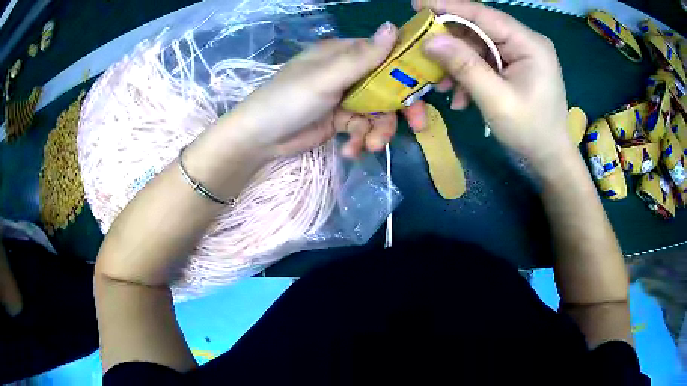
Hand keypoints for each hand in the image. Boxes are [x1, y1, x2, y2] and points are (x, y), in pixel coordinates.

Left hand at [224, 22, 415, 158]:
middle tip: (418, 125)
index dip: (408, 72)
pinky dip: (361, 140)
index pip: (385, 56)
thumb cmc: (289, 99)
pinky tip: (351, 151)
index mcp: (344, 54)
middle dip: (399, 108)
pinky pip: (362, 128)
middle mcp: (348, 72)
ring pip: (378, 111)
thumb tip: (393, 26)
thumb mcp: (327, 77)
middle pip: (387, 86)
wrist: (260, 138)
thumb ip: (362, 56)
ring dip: (378, 131)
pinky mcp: (340, 120)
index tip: (426, 90)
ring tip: (370, 146)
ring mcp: (345, 97)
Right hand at [415, 0, 571, 167]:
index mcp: (529, 44)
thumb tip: (430, 41)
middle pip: (480, 29)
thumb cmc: (531, 132)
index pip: (484, 14)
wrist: (550, 158)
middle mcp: (526, 42)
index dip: (449, 6)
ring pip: (480, 46)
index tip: (418, 4)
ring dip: (458, 64)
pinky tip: (460, 96)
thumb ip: (465, 67)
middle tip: (422, 51)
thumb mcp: (496, 101)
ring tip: (441, 85)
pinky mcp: (516, 66)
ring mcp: (521, 54)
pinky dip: (469, 74)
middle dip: (451, 42)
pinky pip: (486, 61)